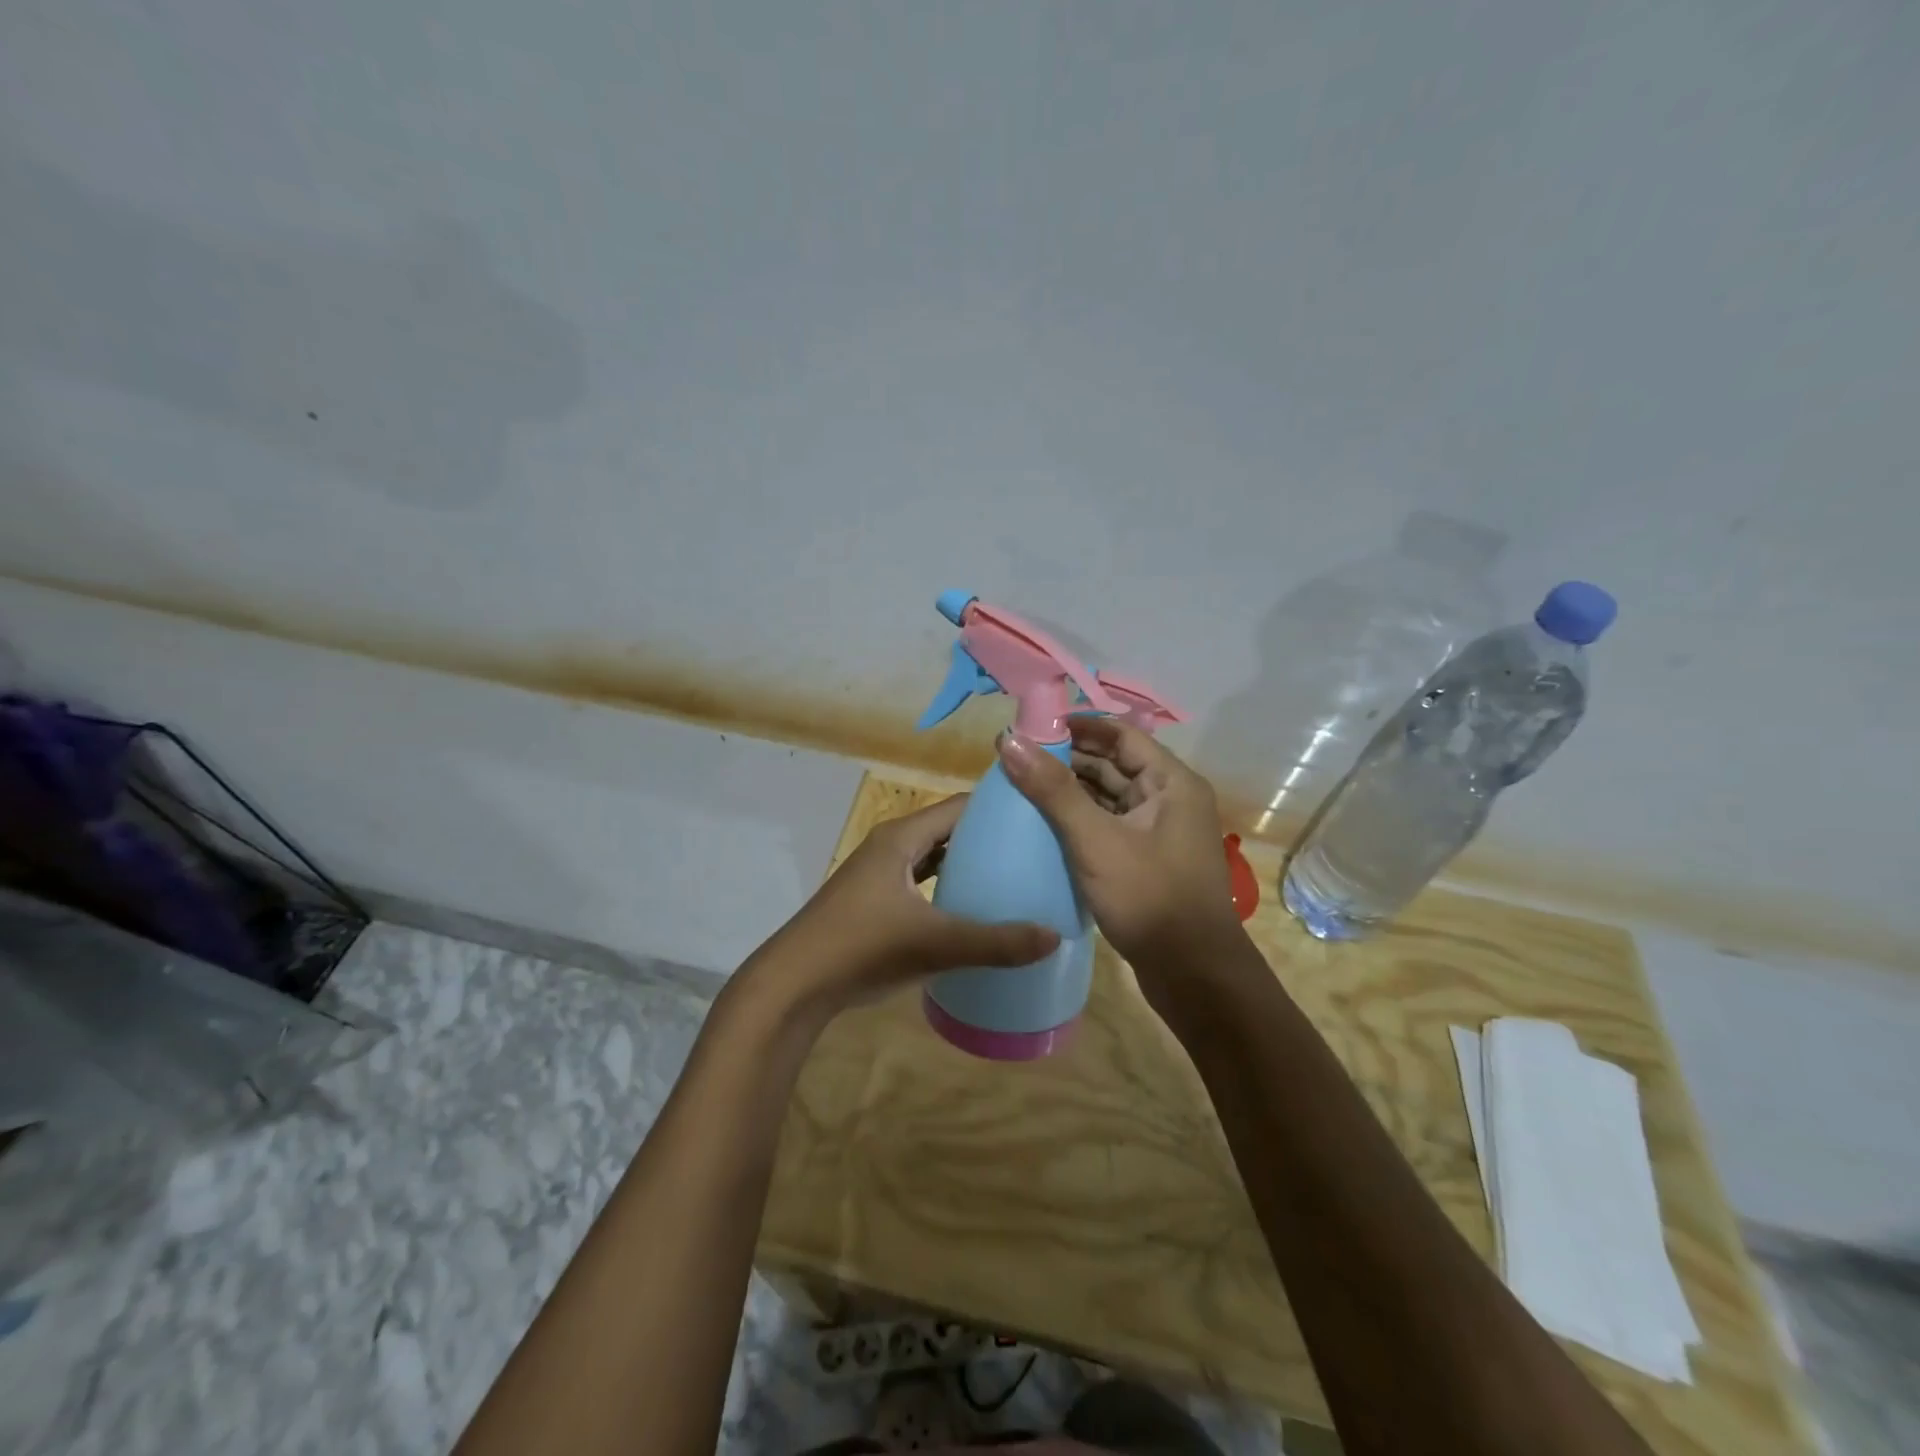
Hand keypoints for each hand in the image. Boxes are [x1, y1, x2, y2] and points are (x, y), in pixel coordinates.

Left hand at [751, 794, 1059, 1019]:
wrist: (794, 985)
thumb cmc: (862, 948)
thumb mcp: (936, 945)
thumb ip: (996, 942)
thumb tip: (1054, 936)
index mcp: (902, 837)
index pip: (960, 806)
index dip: (998, 807)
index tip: (1039, 816)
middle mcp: (890, 845)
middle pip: (948, 829)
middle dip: (988, 836)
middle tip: (1035, 849)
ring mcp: (878, 873)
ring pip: (933, 856)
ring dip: (966, 862)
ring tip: (1012, 874)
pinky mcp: (872, 900)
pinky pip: (920, 880)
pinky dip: (945, 886)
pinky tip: (969, 907)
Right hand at [998, 717, 1244, 982]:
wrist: (1194, 976)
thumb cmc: (1150, 898)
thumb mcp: (1096, 840)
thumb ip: (1052, 790)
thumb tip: (1009, 740)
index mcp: (1171, 783)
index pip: (1120, 735)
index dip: (1077, 726)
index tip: (1031, 728)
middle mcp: (1169, 800)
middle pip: (1114, 764)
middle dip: (1067, 760)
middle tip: (1016, 760)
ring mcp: (1159, 833)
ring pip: (1109, 798)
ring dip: (1071, 792)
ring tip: (1021, 789)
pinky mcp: (1146, 861)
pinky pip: (1109, 827)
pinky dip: (1080, 821)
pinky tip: (1044, 828)